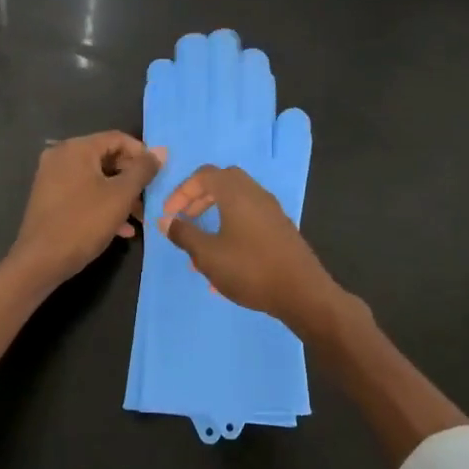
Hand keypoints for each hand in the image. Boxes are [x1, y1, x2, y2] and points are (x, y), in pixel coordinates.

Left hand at [6, 132, 163, 290]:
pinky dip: (103, 205)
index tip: (158, 174)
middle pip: (106, 158)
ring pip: (96, 179)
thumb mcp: (121, 196)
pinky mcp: (50, 199)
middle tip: (150, 198)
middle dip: (132, 178)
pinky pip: (83, 193)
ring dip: (121, 195)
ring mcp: (52, 178)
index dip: (142, 154)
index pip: (117, 138)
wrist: (40, 262)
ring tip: (139, 218)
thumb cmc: (84, 223)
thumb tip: (161, 151)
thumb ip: (142, 170)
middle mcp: (61, 156)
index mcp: (76, 148)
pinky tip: (121, 229)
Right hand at [159, 164, 341, 332]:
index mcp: (237, 193)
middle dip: (200, 199)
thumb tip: (165, 220)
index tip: (169, 214)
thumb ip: (184, 234)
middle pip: (223, 183)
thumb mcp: (208, 255)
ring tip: (200, 250)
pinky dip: (232, 231)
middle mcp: (256, 195)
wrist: (302, 293)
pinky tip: (225, 265)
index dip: (182, 191)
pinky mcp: (281, 230)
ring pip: (237, 204)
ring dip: (215, 218)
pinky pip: (250, 221)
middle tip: (185, 220)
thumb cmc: (250, 269)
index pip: (205, 175)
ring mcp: (272, 212)